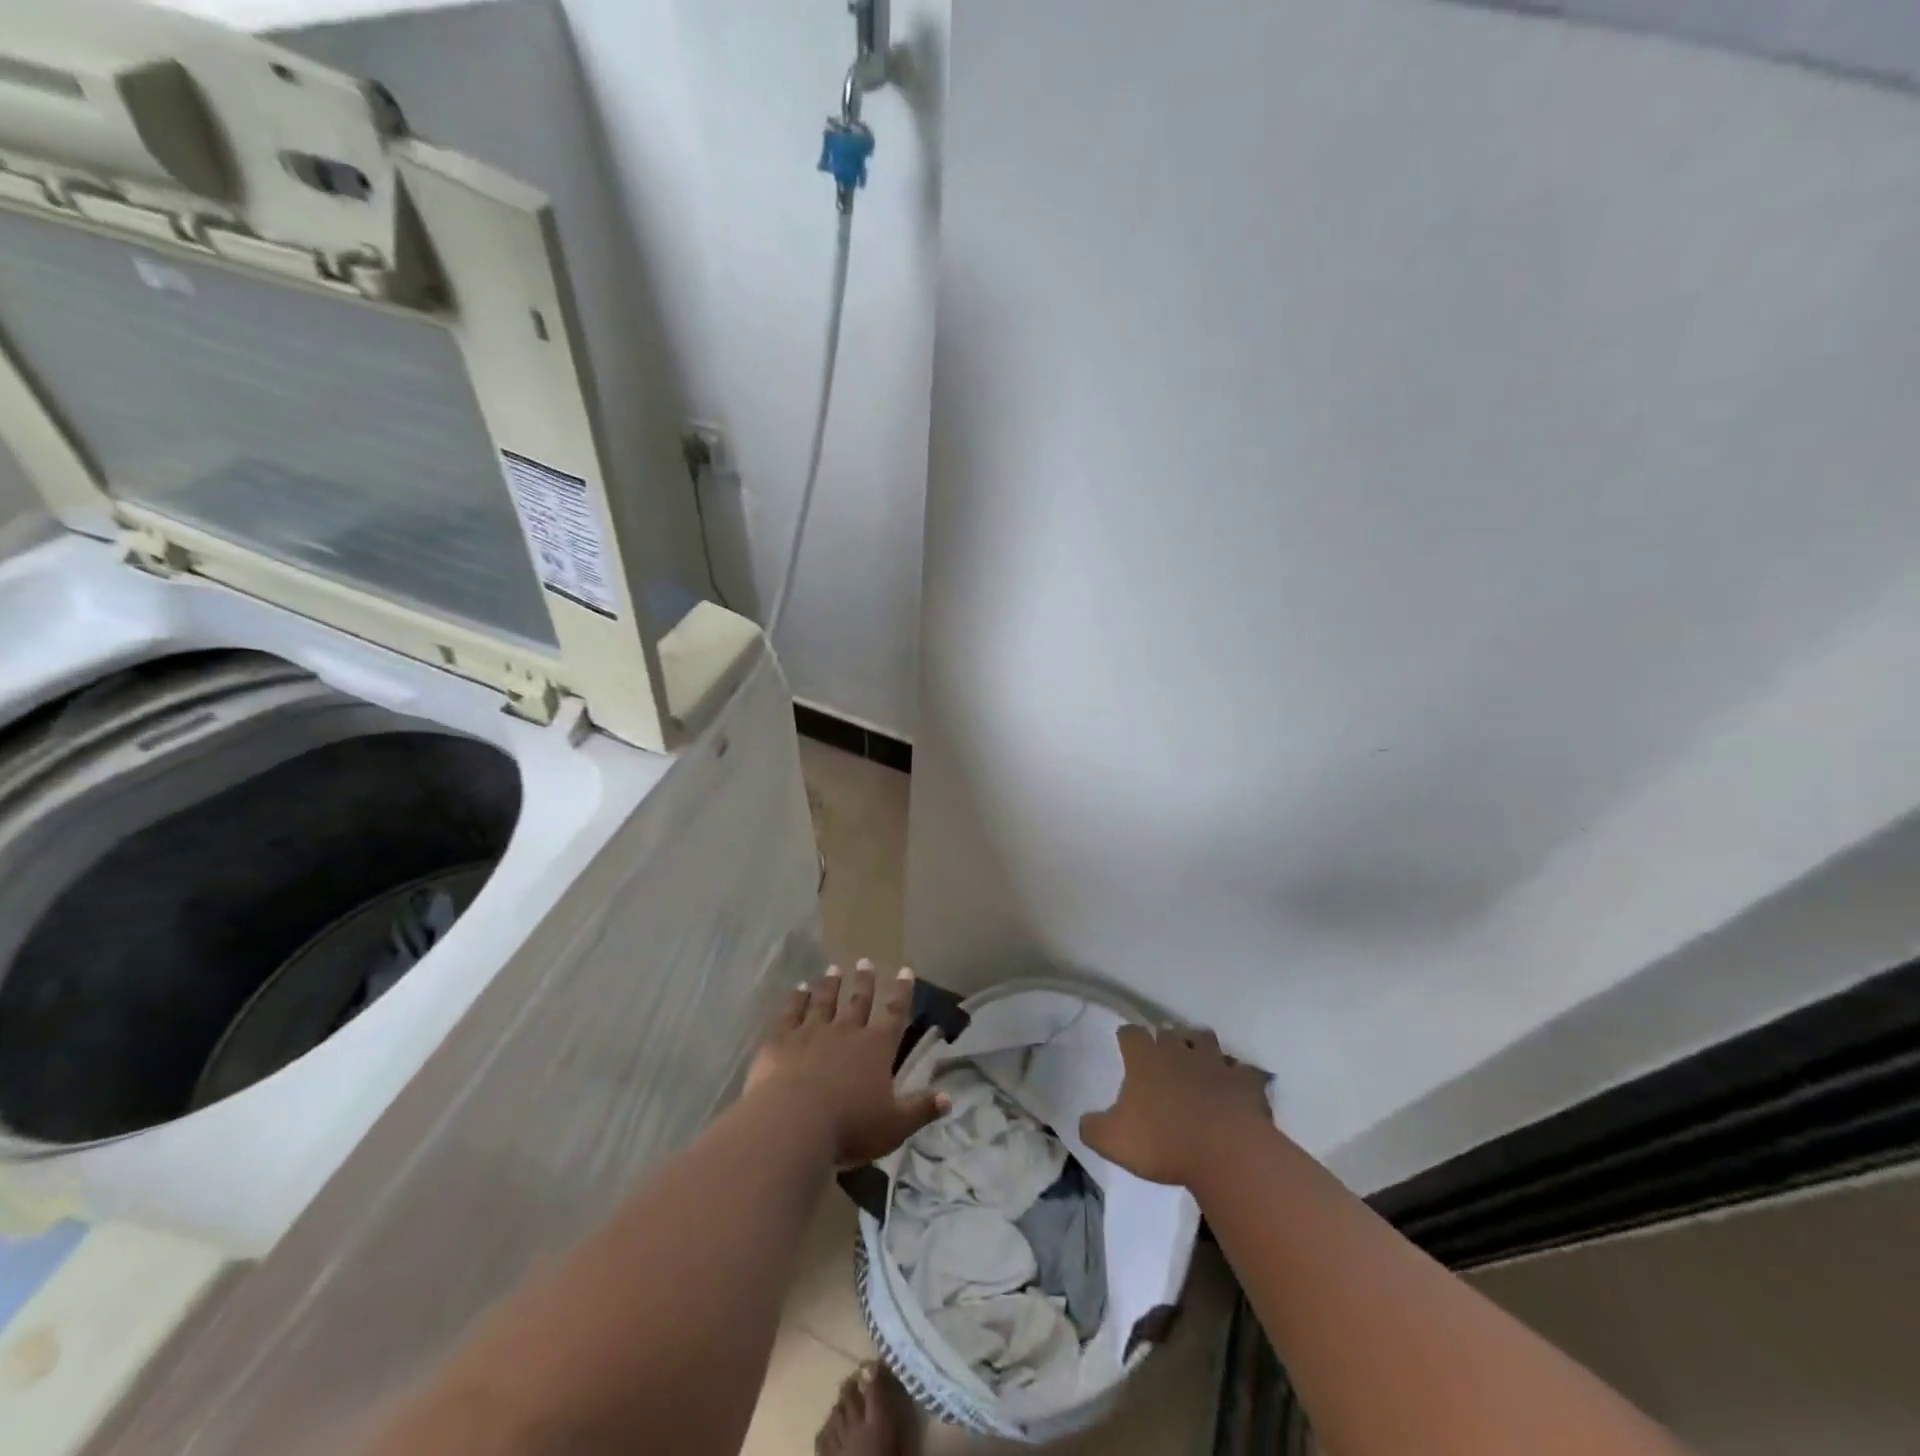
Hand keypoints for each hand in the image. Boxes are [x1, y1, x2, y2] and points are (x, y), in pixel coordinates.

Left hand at [746, 961, 947, 1165]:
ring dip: (830, 984)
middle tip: (865, 961)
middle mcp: (846, 1031)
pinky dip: (796, 998)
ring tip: (834, 968)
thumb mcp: (894, 1126)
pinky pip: (791, 1012)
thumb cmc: (849, 1127)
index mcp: (876, 1048)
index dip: (902, 992)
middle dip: (864, 982)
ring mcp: (812, 1031)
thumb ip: (921, 1109)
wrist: (792, 1123)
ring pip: (824, 1000)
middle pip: (858, 1001)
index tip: (905, 970)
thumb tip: (949, 1098)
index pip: (894, 1013)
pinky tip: (799, 988)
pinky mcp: (782, 1039)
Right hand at [1080, 1025, 1272, 1187]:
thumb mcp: (1113, 1141)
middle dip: (1165, 1038)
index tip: (1126, 1045)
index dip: (1127, 1038)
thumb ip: (1093, 1128)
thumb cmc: (1163, 1142)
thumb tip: (1086, 1121)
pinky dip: (1237, 1075)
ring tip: (1197, 1060)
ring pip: (1206, 1039)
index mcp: (1145, 1059)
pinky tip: (1234, 1087)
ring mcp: (1215, 1063)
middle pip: (1170, 1030)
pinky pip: (1242, 1070)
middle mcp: (1179, 1051)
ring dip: (1200, 1046)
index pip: (1131, 1034)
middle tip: (1162, 1054)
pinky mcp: (1245, 1081)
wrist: (1226, 1152)